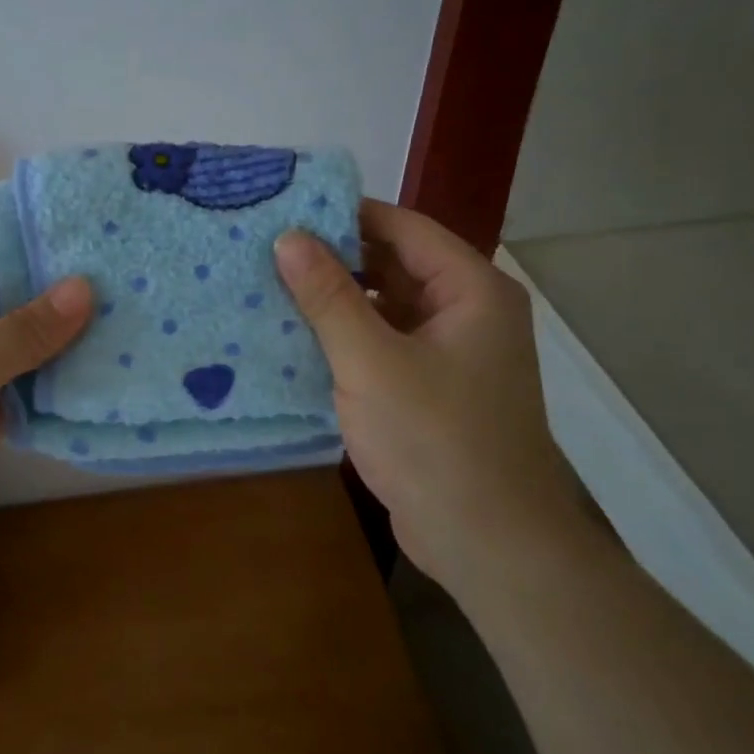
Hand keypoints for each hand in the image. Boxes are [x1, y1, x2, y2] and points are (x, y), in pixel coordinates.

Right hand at [274, 200, 573, 582]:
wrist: (487, 543)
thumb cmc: (434, 441)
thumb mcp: (371, 362)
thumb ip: (328, 296)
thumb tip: (288, 237)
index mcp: (470, 290)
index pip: (403, 227)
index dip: (344, 214)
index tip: (284, 211)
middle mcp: (466, 312)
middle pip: (394, 265)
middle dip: (334, 258)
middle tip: (266, 250)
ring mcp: (450, 354)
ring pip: (385, 307)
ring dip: (336, 301)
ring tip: (270, 287)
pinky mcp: (431, 389)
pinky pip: (384, 345)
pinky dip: (346, 339)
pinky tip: (296, 339)